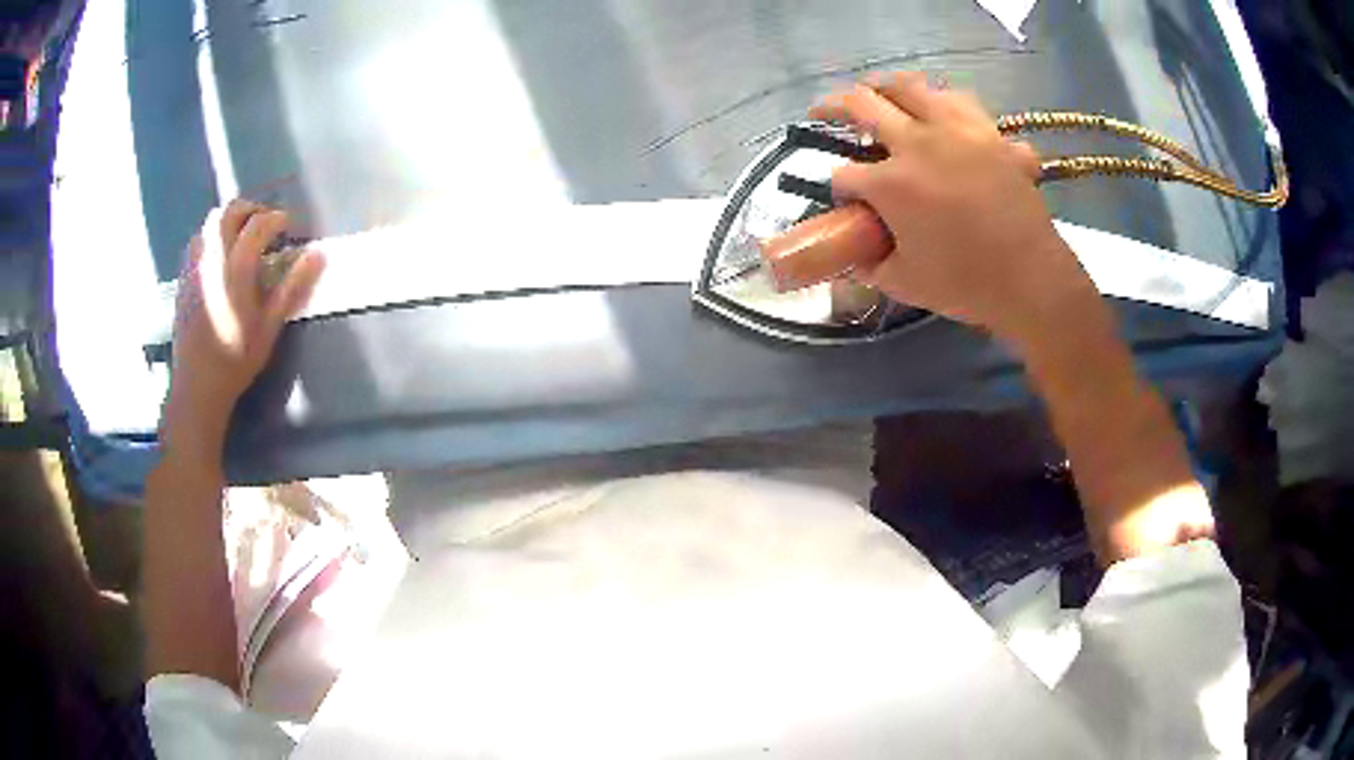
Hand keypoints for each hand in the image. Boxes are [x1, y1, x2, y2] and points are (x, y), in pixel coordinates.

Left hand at [166, 200, 323, 438]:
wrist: (198, 385)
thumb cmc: (237, 359)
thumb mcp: (270, 326)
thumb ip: (293, 286)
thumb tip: (318, 254)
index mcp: (236, 267)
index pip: (259, 224)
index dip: (276, 219)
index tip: (288, 227)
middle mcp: (213, 258)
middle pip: (230, 212)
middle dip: (251, 210)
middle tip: (266, 224)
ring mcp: (195, 266)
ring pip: (210, 222)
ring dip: (230, 219)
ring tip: (243, 236)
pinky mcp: (184, 278)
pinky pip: (198, 240)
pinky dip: (212, 235)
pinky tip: (220, 255)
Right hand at [810, 72, 1100, 347]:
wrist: (1032, 279)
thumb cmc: (967, 285)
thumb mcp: (904, 284)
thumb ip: (871, 264)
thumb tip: (855, 255)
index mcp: (891, 183)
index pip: (843, 173)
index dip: (837, 186)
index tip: (843, 198)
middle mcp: (917, 143)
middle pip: (861, 103)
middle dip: (832, 106)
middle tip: (824, 111)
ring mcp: (957, 130)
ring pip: (909, 85)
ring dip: (885, 88)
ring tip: (880, 96)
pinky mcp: (990, 132)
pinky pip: (959, 101)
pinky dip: (940, 102)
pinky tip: (939, 113)